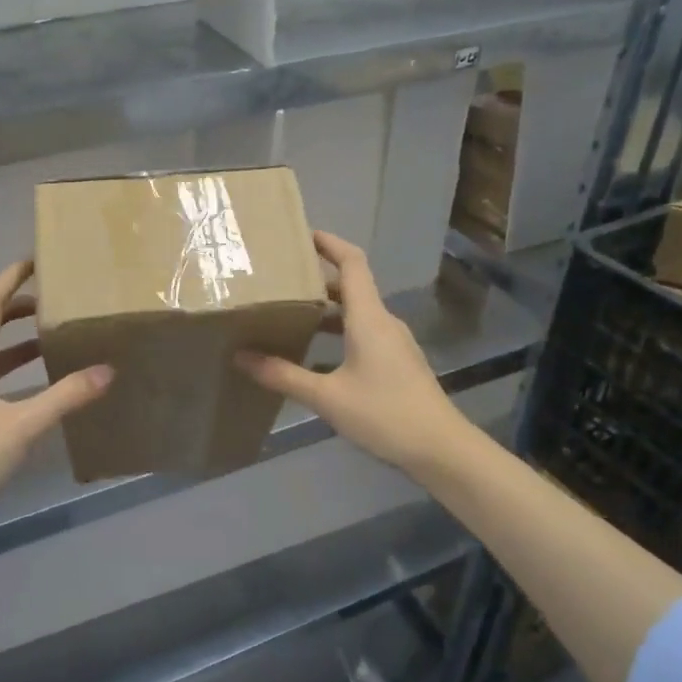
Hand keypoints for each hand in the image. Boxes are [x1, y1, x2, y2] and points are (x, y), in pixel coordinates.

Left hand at [0, 260, 112, 520]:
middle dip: (19, 303)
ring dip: (19, 335)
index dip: (11, 278)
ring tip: (55, 328)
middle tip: (57, 294)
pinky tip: (42, 377)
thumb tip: (107, 370)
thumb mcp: (22, 425)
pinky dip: (17, 365)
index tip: (39, 260)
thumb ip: (65, 396)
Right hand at [236, 232, 469, 476]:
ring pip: (358, 313)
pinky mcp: (398, 363)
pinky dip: (339, 333)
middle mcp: (384, 322)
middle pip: (352, 287)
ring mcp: (394, 344)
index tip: (303, 233)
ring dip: (327, 310)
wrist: (440, 448)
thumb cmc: (384, 414)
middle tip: (283, 280)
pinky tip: (317, 356)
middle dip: (319, 279)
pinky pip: (364, 334)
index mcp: (369, 318)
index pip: (352, 263)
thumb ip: (283, 375)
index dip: (330, 243)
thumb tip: (241, 357)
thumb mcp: (327, 397)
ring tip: (292, 315)